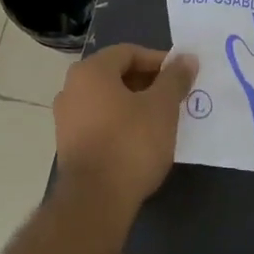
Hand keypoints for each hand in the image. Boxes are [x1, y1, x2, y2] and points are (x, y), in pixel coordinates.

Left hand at [53, 44, 198, 214]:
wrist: (95, 200)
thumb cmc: (131, 143)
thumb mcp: (162, 108)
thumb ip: (175, 79)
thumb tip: (187, 58)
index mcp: (91, 71)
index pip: (128, 52)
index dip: (158, 61)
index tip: (181, 76)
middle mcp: (71, 88)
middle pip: (115, 74)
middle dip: (147, 82)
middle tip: (174, 97)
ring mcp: (65, 118)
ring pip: (107, 99)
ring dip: (134, 103)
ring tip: (161, 119)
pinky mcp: (68, 144)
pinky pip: (99, 121)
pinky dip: (120, 122)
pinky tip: (140, 140)